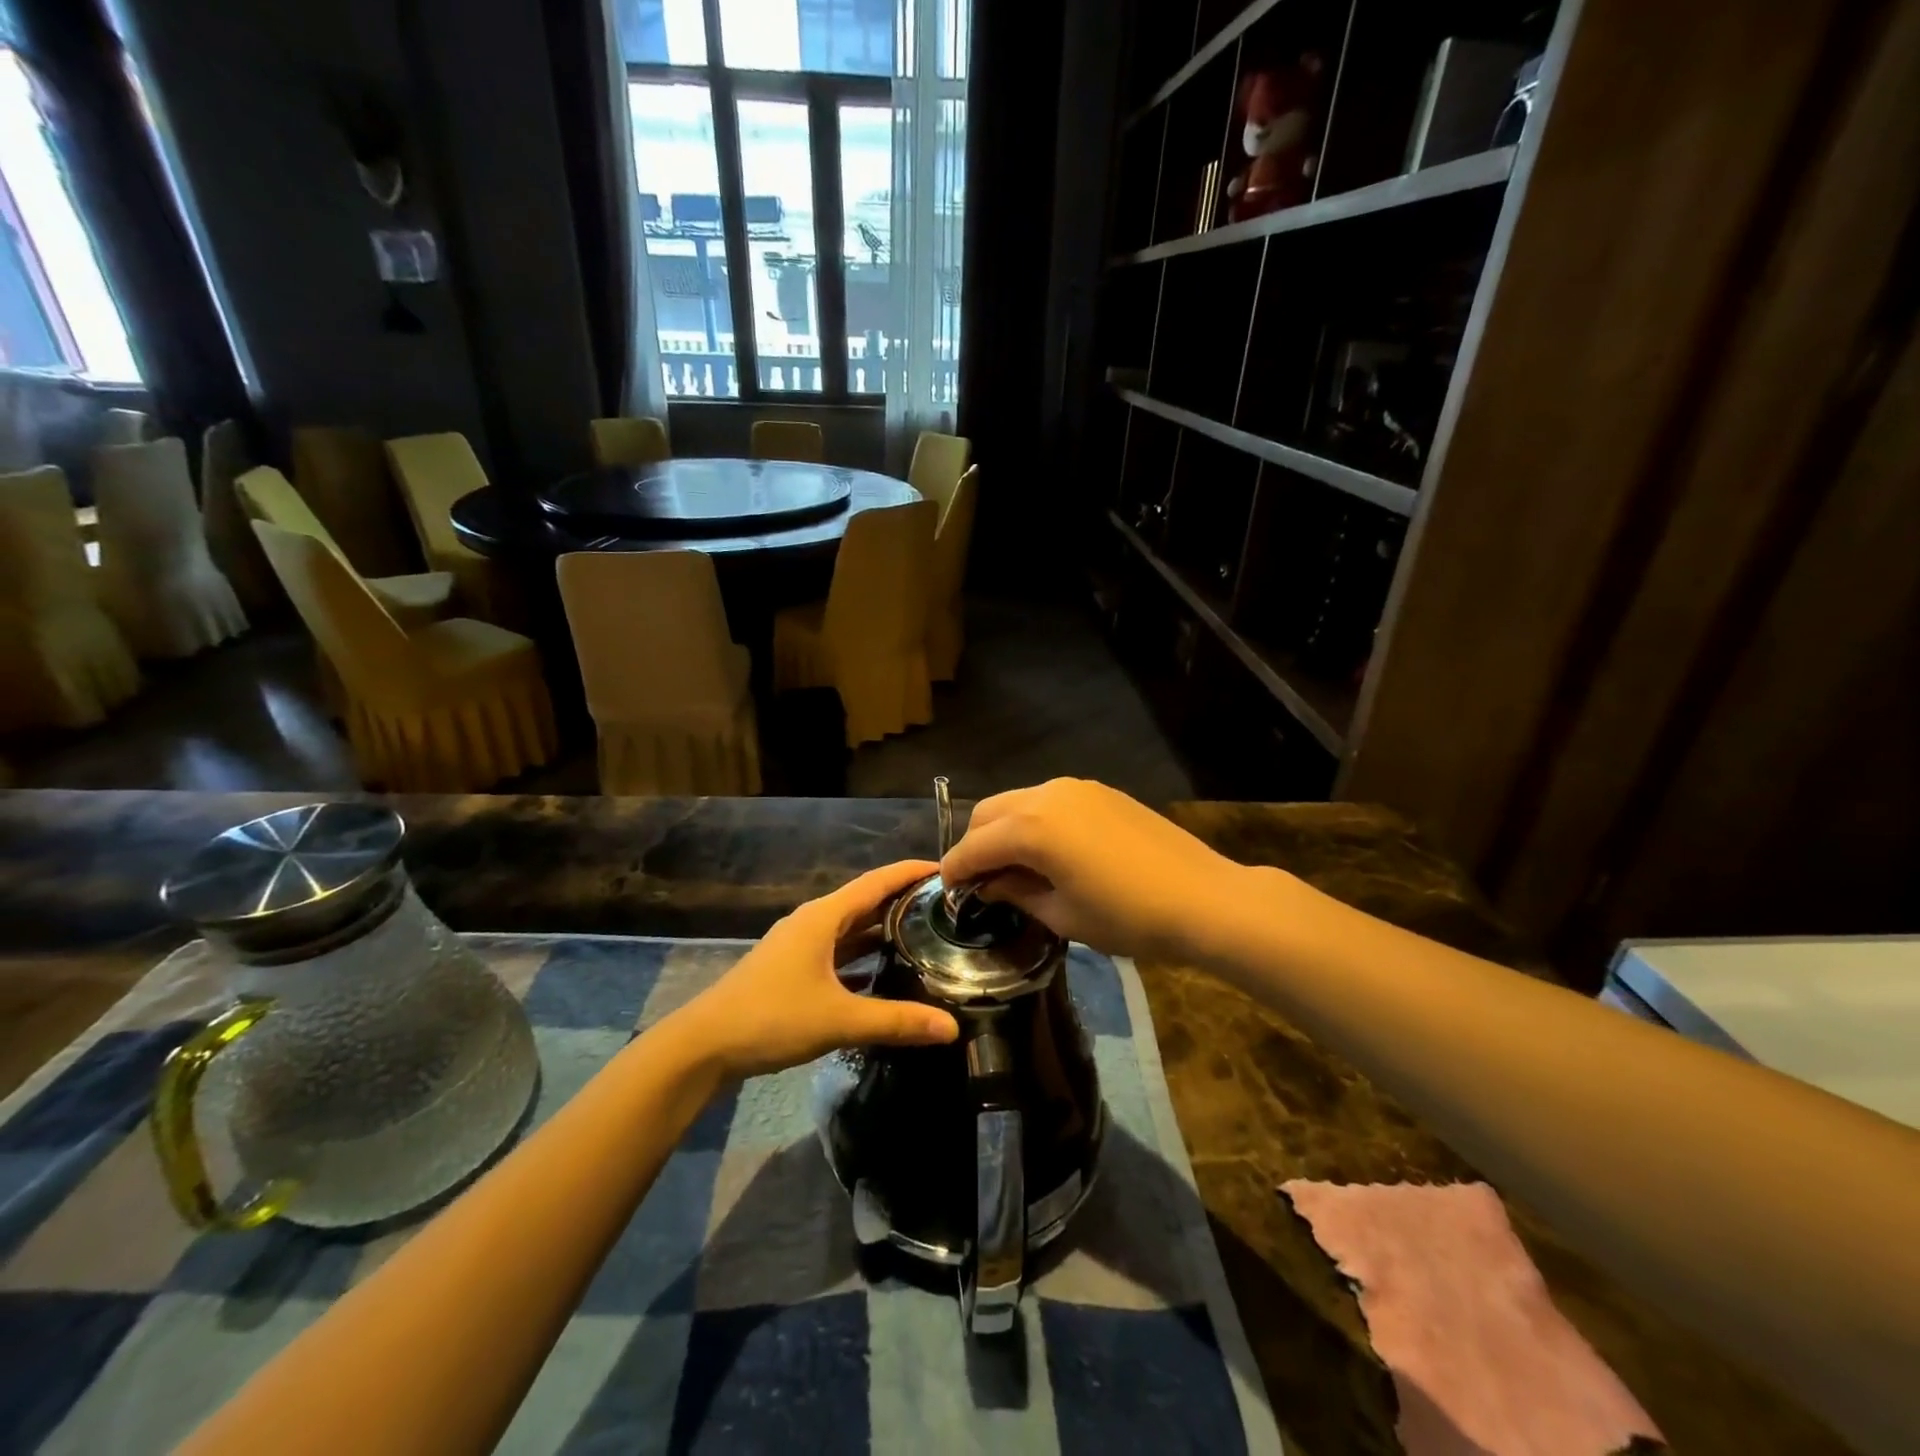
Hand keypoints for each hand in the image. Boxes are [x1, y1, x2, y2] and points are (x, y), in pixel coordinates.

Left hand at [675, 860, 959, 1079]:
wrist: (704, 1045)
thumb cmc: (771, 1018)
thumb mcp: (838, 1019)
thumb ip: (895, 1022)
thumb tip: (951, 1028)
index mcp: (822, 917)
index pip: (876, 882)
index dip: (910, 872)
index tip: (945, 869)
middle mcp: (812, 923)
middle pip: (865, 902)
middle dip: (902, 900)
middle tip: (945, 906)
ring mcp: (799, 946)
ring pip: (850, 929)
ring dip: (882, 929)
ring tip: (924, 934)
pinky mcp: (792, 969)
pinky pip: (838, 952)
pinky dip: (863, 956)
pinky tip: (884, 973)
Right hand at [940, 779, 1266, 961]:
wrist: (1204, 898)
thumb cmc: (1128, 917)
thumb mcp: (1063, 915)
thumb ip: (1016, 892)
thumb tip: (989, 884)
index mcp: (1031, 828)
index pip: (974, 846)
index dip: (955, 871)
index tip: (948, 892)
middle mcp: (1045, 795)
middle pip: (989, 813)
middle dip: (975, 845)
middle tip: (980, 881)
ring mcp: (1075, 787)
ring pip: (1018, 802)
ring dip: (1004, 829)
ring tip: (1013, 866)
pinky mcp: (1099, 791)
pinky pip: (1048, 800)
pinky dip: (1033, 821)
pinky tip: (1047, 850)